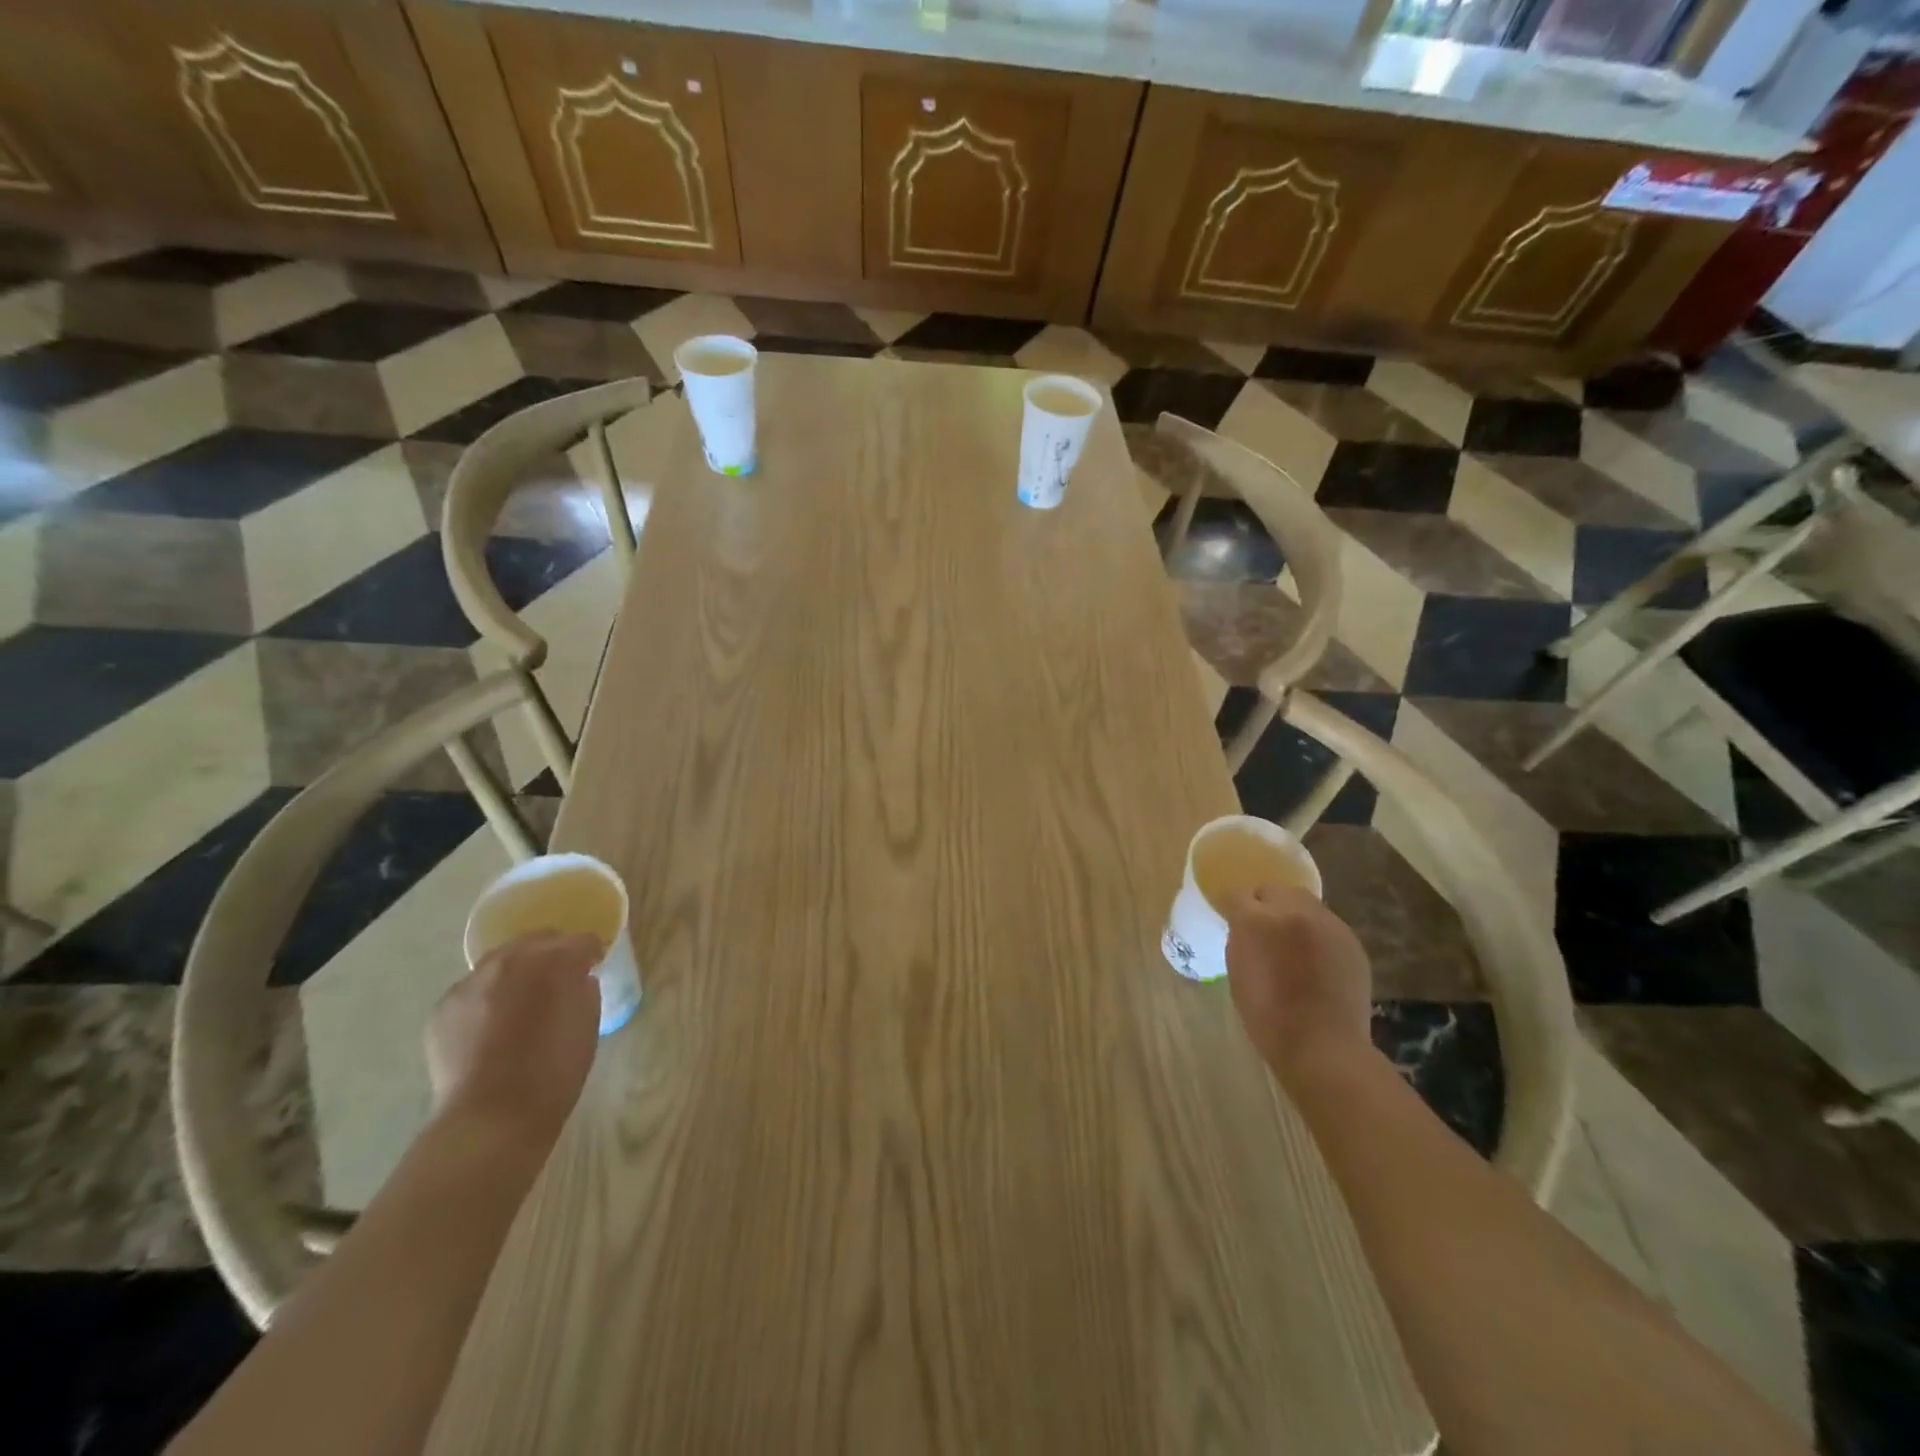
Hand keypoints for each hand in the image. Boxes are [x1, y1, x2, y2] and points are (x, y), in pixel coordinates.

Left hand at [426, 931, 601, 1148]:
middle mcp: (509, 960)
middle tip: (560, 981)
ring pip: (501, 962)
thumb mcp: (587, 1023)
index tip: (594, 969)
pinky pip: (474, 990)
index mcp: (554, 961)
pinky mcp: (444, 1007)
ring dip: (517, 973)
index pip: (580, 941)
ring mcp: (471, 982)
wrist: (492, 1117)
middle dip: (552, 954)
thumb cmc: (554, 1070)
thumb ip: (583, 989)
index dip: (590, 955)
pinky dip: (487, 998)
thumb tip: (577, 981)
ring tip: (522, 1003)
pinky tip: (493, 1026)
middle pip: (537, 940)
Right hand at [1224, 885, 1373, 1087]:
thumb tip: (1247, 927)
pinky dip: (1317, 934)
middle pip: (1274, 890)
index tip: (1233, 922)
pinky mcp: (1351, 940)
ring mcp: (1327, 923)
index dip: (1234, 908)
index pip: (1237, 895)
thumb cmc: (1267, 1015)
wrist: (1322, 1045)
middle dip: (1265, 904)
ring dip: (1293, 916)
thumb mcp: (1238, 970)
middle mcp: (1293, 911)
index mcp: (1256, 919)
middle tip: (1263, 930)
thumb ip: (1241, 938)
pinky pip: (1327, 925)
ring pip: (1304, 903)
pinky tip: (1315, 961)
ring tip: (1292, 945)